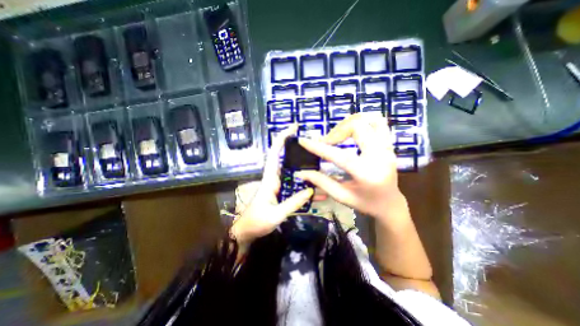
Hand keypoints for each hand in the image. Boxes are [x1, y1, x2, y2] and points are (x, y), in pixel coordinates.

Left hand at [232, 126, 315, 244]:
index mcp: (270, 179)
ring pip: (292, 171)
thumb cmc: (257, 222)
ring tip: (320, 164)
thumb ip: (293, 203)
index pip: (275, 153)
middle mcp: (274, 178)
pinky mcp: (281, 192)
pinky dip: (304, 184)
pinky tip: (317, 187)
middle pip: (285, 159)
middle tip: (314, 145)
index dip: (282, 139)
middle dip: (297, 149)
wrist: (247, 232)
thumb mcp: (275, 215)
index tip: (293, 128)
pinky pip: (294, 184)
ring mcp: (278, 185)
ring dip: (303, 167)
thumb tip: (311, 190)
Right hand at [296, 113, 403, 222]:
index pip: (340, 156)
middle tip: (327, 142)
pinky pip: (378, 122)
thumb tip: (301, 172)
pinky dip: (362, 122)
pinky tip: (352, 132)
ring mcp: (387, 148)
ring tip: (339, 134)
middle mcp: (380, 157)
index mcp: (367, 174)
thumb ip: (321, 182)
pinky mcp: (389, 144)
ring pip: (370, 119)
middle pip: (358, 127)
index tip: (303, 141)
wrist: (390, 203)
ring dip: (350, 123)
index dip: (319, 147)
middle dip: (336, 131)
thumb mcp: (341, 196)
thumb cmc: (365, 203)